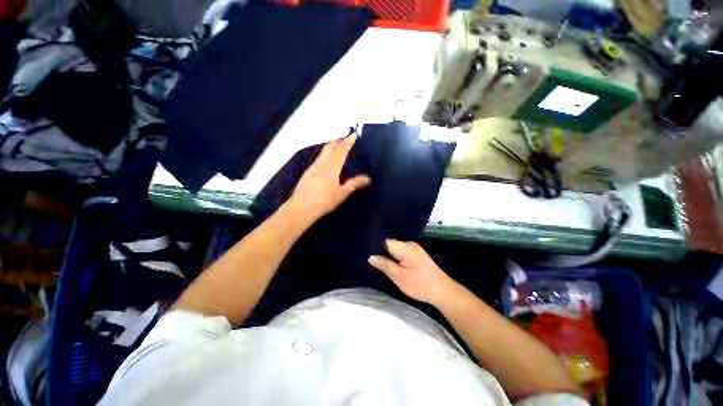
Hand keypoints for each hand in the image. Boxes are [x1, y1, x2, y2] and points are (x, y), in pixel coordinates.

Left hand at [288, 134, 370, 220]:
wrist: (301, 208)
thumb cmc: (324, 201)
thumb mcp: (342, 193)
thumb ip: (354, 184)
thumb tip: (368, 178)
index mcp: (331, 168)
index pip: (341, 151)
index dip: (347, 142)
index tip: (353, 134)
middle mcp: (321, 164)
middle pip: (330, 147)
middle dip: (338, 140)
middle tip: (345, 136)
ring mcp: (313, 167)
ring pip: (323, 152)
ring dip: (331, 146)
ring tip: (338, 145)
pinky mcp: (308, 172)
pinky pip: (319, 158)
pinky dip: (326, 154)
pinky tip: (327, 160)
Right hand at [368, 239, 458, 305]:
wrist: (443, 292)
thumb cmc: (420, 285)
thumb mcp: (399, 277)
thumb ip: (384, 265)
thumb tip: (371, 257)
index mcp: (405, 247)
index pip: (385, 241)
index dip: (375, 246)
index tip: (365, 252)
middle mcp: (409, 244)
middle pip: (390, 244)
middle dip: (380, 251)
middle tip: (370, 260)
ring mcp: (414, 249)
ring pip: (395, 249)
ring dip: (388, 255)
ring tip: (378, 263)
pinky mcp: (417, 254)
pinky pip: (401, 252)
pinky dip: (395, 257)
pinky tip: (391, 264)